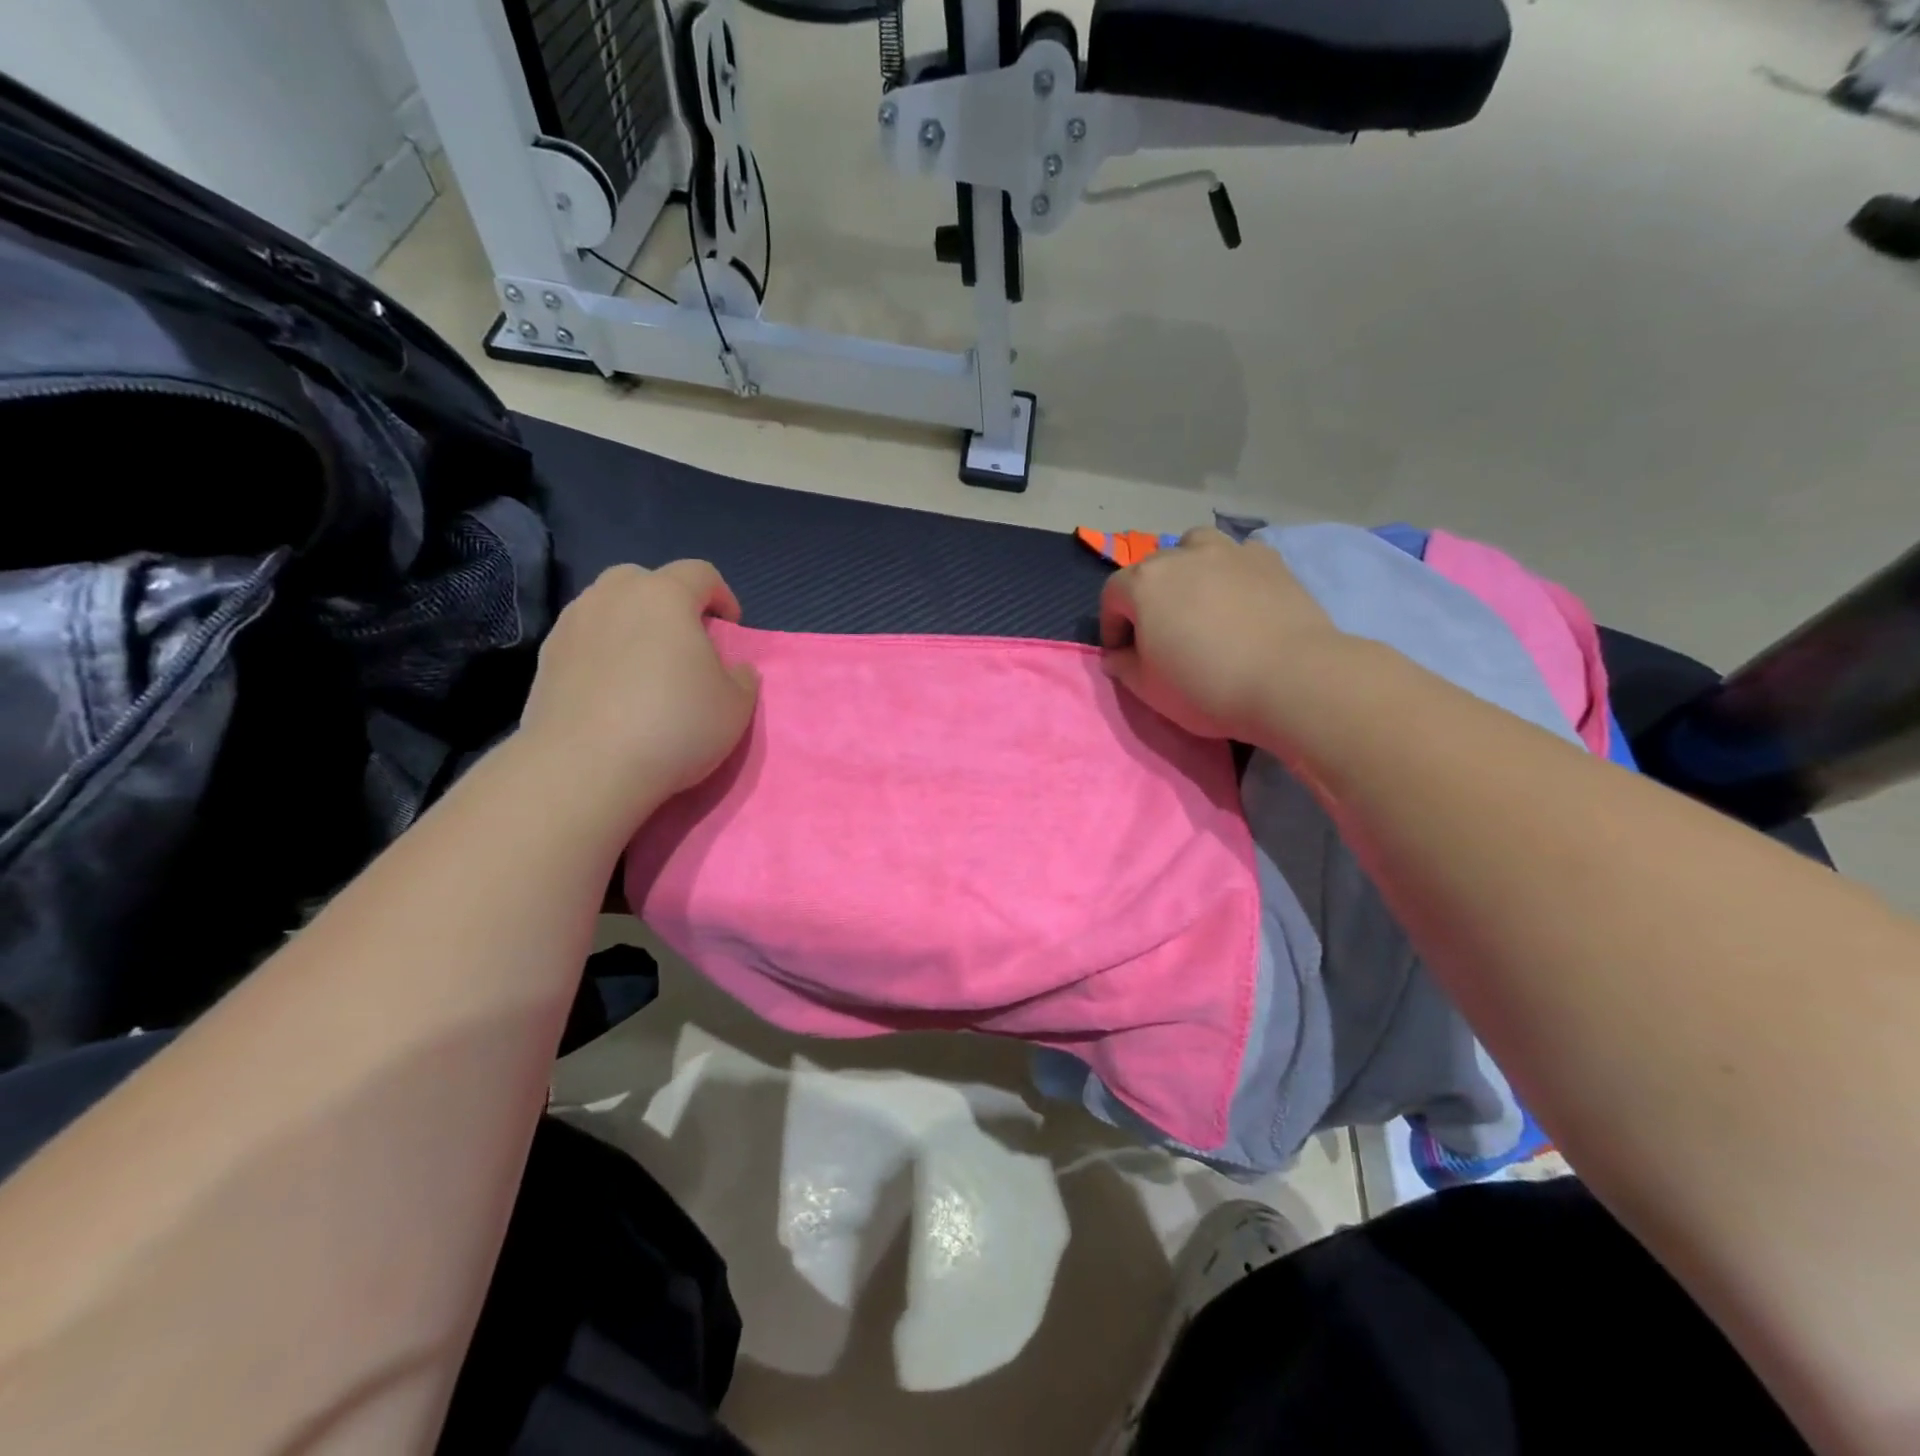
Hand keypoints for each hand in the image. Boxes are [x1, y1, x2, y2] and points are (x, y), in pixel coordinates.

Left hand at [518, 562, 758, 812]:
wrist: (585, 767)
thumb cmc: (674, 725)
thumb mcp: (736, 706)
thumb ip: (742, 678)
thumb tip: (735, 669)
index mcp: (664, 596)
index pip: (701, 573)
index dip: (722, 596)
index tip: (730, 630)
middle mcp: (613, 596)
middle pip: (646, 580)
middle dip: (669, 603)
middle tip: (684, 642)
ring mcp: (573, 624)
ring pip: (609, 607)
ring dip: (632, 626)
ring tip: (645, 668)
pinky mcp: (546, 659)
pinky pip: (585, 641)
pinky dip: (602, 653)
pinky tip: (613, 692)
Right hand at [1099, 528, 1337, 739]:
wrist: (1290, 679)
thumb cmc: (1206, 686)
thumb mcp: (1149, 690)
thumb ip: (1124, 667)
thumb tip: (1117, 656)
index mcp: (1144, 583)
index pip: (1112, 595)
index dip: (1112, 626)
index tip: (1123, 654)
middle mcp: (1182, 556)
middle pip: (1151, 569)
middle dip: (1147, 598)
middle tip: (1161, 633)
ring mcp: (1229, 552)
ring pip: (1195, 547)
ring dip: (1187, 569)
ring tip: (1199, 602)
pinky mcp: (1269, 560)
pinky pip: (1238, 556)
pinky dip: (1230, 572)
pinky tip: (1240, 600)